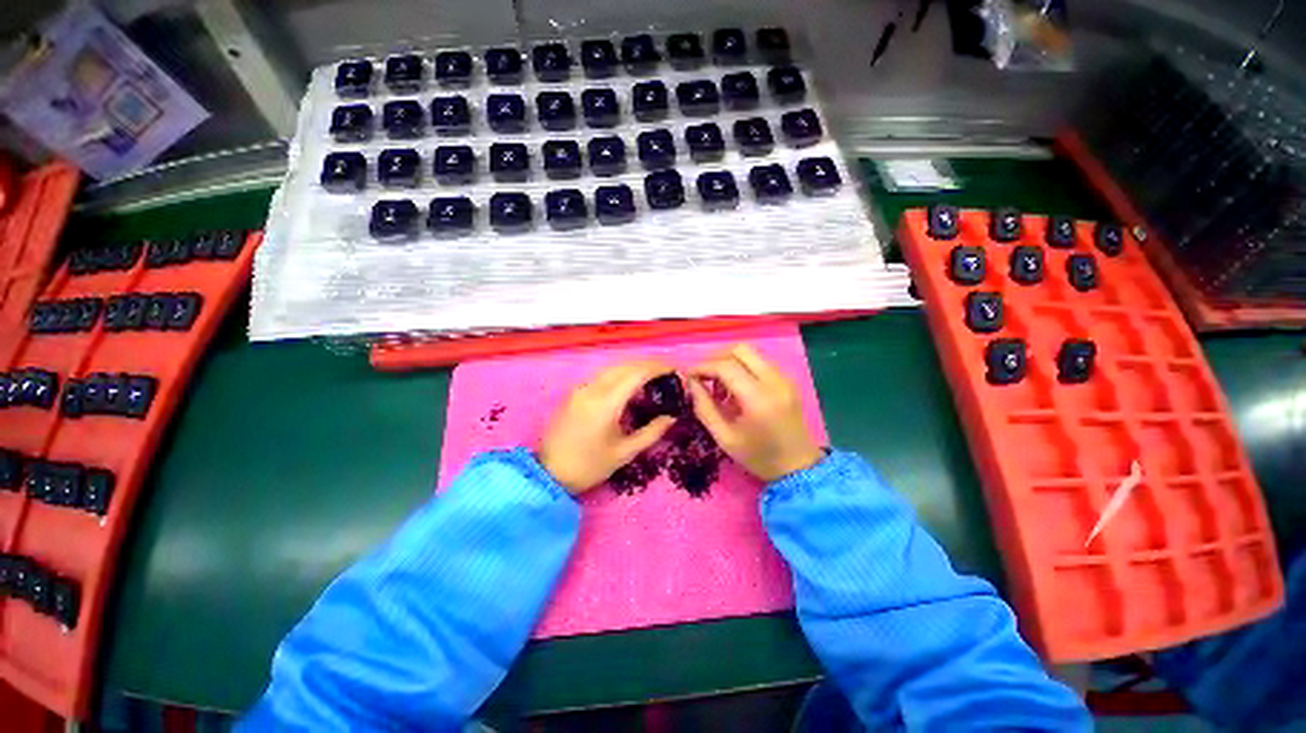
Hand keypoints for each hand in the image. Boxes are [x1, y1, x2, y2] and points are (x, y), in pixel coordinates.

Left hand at [539, 360, 677, 494]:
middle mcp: (592, 388)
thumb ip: (651, 432)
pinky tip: (629, 383)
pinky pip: (602, 375)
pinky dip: (620, 373)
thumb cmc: (589, 466)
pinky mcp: (575, 392)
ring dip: (634, 367)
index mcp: (606, 402)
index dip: (658, 368)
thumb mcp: (624, 453)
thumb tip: (672, 417)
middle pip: (625, 365)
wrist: (548, 474)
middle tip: (667, 372)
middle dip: (648, 364)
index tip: (674, 370)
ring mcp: (581, 388)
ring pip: (612, 367)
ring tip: (652, 375)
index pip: (637, 373)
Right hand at [688, 344, 823, 482]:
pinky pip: (760, 362)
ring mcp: (784, 378)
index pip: (725, 366)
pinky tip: (736, 388)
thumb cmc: (759, 457)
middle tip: (703, 375)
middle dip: (716, 357)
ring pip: (751, 352)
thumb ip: (704, 407)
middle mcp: (774, 381)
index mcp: (758, 399)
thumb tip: (691, 383)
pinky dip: (743, 367)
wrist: (799, 467)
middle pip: (740, 349)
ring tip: (719, 385)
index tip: (688, 375)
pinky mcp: (787, 380)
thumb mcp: (724, 438)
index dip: (702, 366)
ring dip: (729, 361)